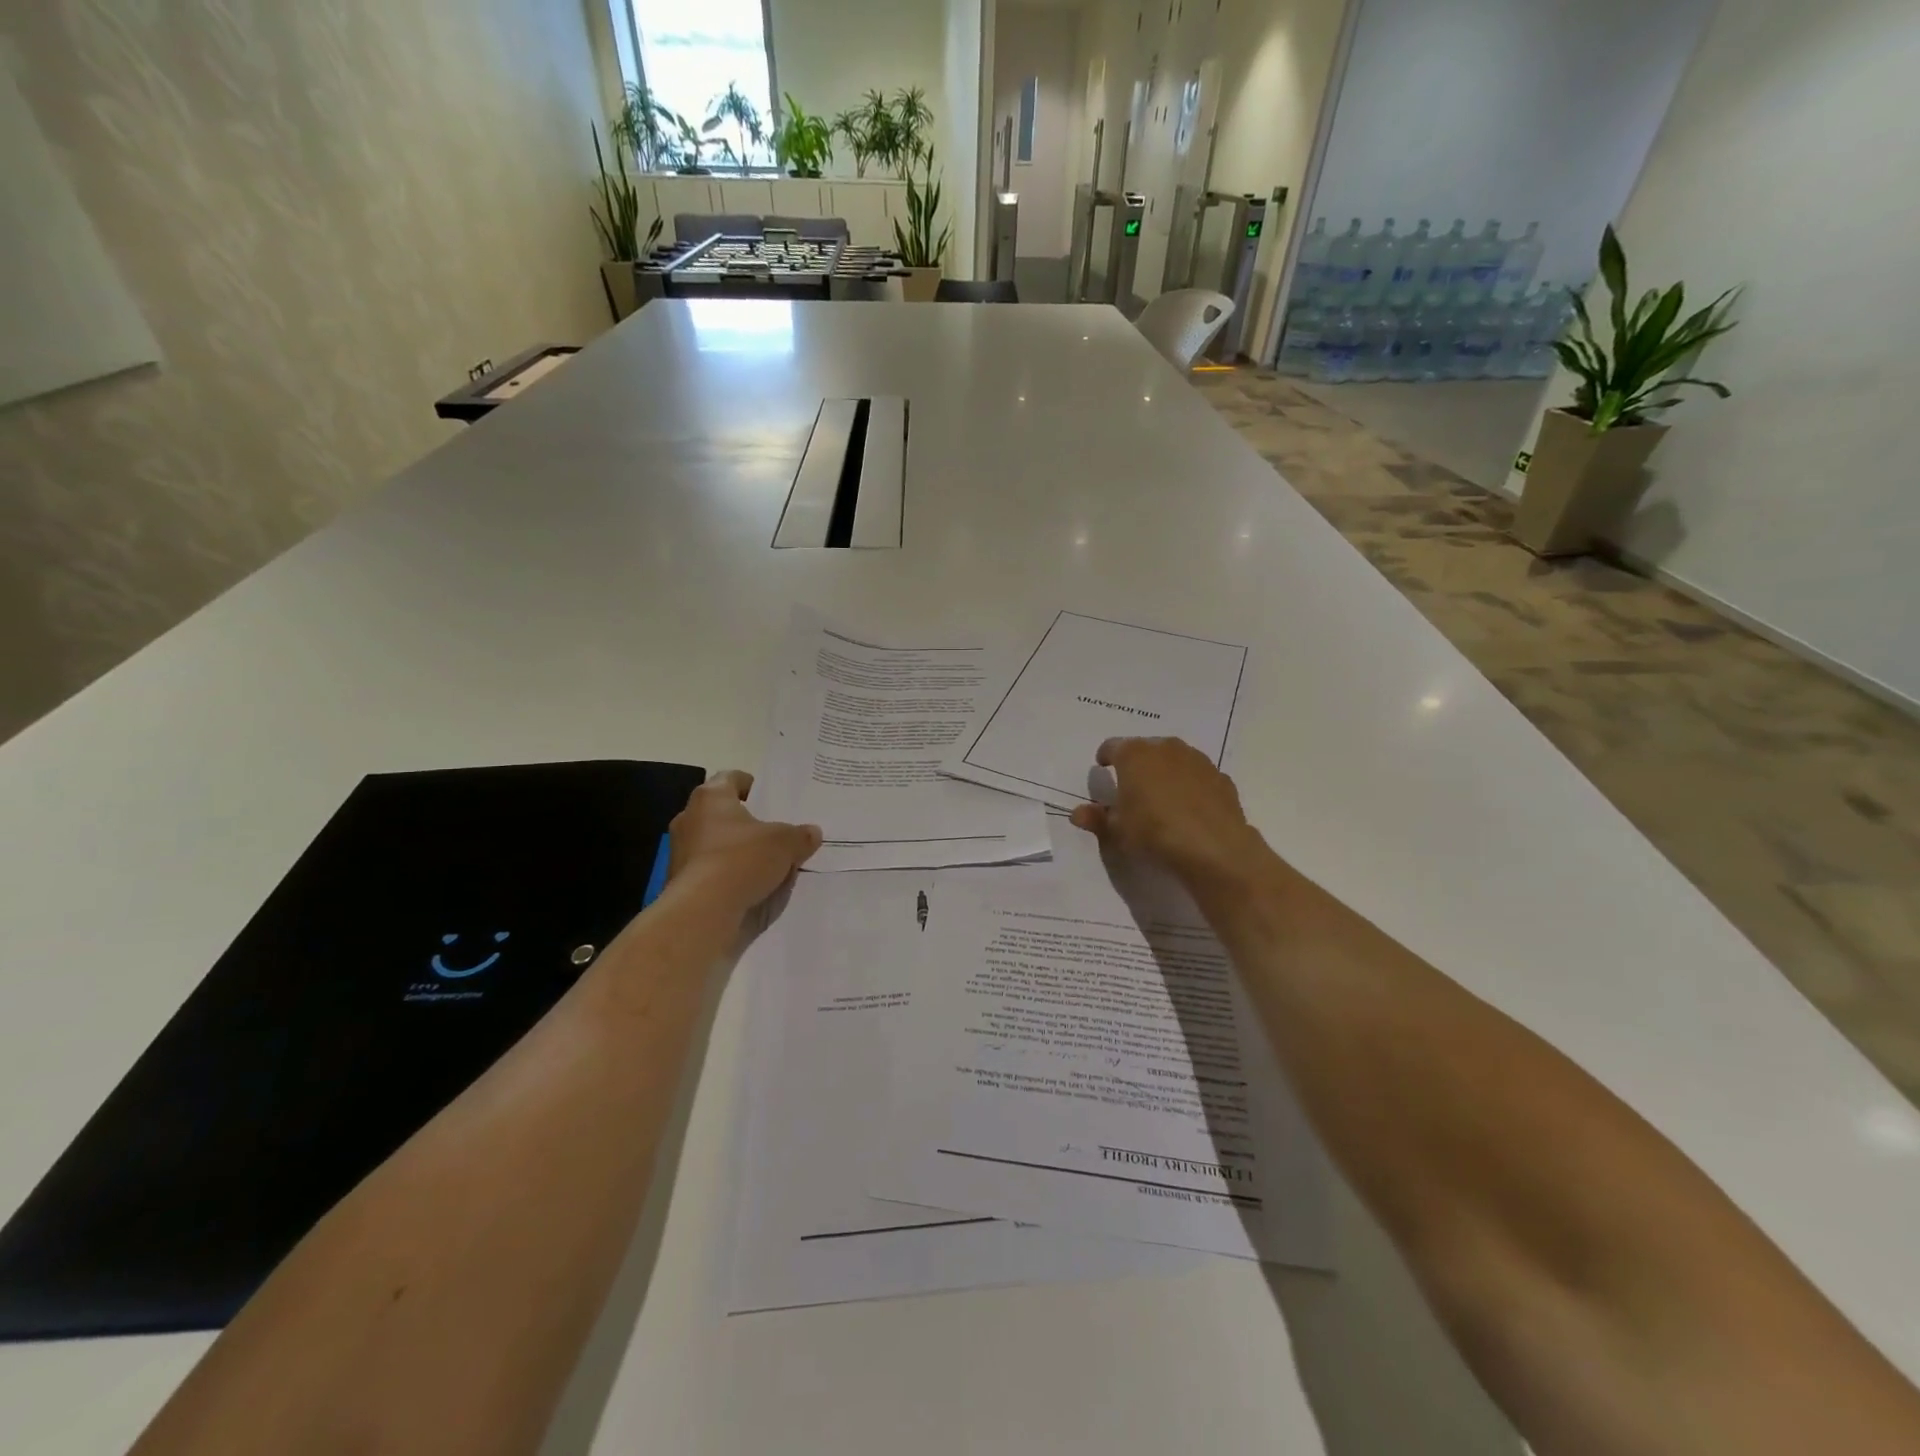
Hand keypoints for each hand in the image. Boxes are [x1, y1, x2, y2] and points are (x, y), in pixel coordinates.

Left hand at [668, 770, 821, 915]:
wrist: (703, 912)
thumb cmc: (741, 860)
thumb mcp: (785, 844)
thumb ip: (800, 836)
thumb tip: (812, 833)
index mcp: (711, 797)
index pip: (731, 778)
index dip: (753, 786)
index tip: (770, 799)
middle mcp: (690, 818)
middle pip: (722, 812)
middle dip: (746, 821)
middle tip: (774, 832)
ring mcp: (681, 851)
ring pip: (714, 842)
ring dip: (736, 849)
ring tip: (766, 862)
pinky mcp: (680, 880)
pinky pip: (709, 869)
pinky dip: (726, 874)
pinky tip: (749, 886)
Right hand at [1068, 737, 1261, 888]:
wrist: (1214, 848)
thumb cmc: (1154, 833)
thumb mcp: (1116, 830)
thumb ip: (1096, 818)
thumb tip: (1077, 813)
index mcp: (1134, 754)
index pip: (1112, 747)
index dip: (1105, 758)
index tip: (1103, 770)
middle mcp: (1166, 748)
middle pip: (1145, 749)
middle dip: (1137, 764)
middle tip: (1131, 787)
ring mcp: (1198, 760)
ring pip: (1174, 760)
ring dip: (1165, 772)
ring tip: (1161, 798)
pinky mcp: (1221, 778)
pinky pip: (1197, 777)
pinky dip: (1190, 786)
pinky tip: (1189, 809)